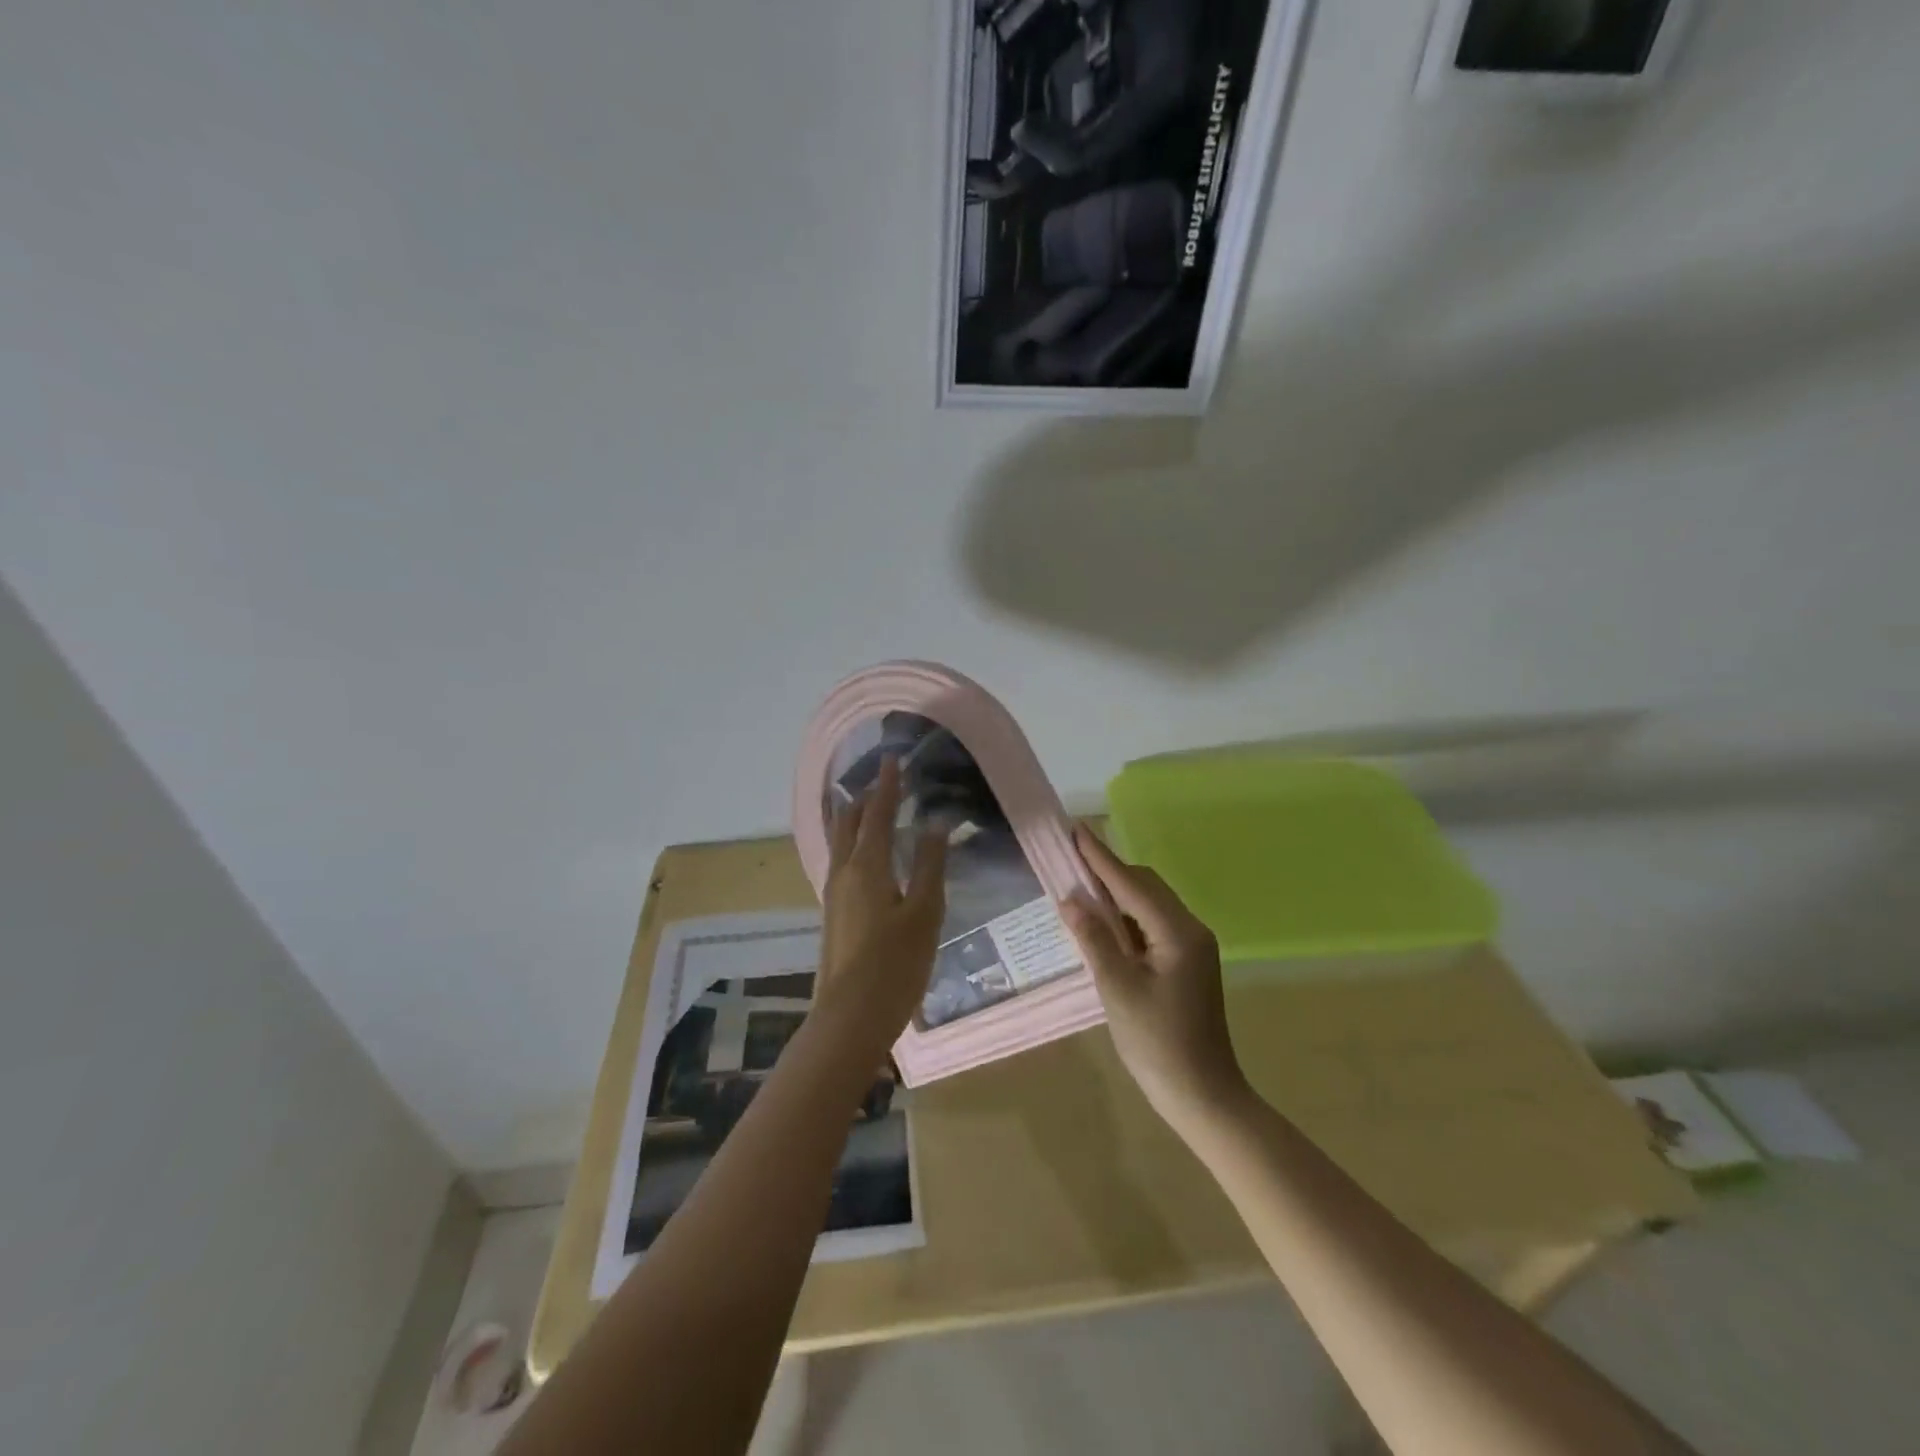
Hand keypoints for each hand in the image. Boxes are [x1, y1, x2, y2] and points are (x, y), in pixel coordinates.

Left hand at [813, 757, 947, 1056]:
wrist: (850, 1018)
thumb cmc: (894, 964)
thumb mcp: (924, 913)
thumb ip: (929, 865)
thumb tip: (934, 823)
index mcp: (866, 866)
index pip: (876, 812)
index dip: (887, 785)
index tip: (894, 759)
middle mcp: (843, 872)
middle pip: (848, 822)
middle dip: (864, 797)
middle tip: (883, 780)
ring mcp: (833, 894)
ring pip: (840, 841)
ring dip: (853, 817)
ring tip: (868, 805)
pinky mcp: (833, 913)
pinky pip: (840, 860)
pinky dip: (851, 842)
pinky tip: (864, 854)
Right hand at [1060, 825, 1248, 1129]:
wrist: (1203, 1095)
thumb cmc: (1156, 1043)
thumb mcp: (1117, 989)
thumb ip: (1094, 939)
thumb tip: (1071, 900)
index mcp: (1177, 932)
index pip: (1131, 883)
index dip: (1100, 857)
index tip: (1076, 830)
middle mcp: (1190, 930)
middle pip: (1146, 886)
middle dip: (1109, 871)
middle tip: (1070, 860)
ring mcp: (1192, 946)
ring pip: (1150, 904)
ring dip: (1117, 893)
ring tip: (1080, 886)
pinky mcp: (1187, 962)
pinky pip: (1154, 924)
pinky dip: (1127, 916)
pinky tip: (1104, 923)